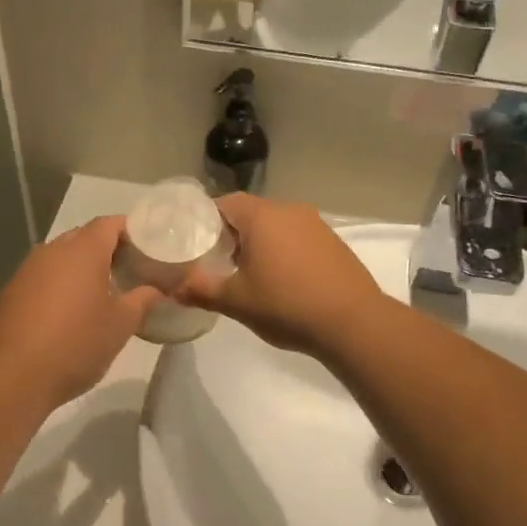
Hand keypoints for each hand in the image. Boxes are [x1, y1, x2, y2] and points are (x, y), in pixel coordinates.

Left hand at [0, 216, 161, 409]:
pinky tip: (68, 312)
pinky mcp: (10, 293)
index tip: (146, 247)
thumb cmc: (76, 344)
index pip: (109, 223)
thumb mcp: (120, 325)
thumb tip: (156, 290)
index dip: (130, 229)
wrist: (12, 377)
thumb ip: (142, 300)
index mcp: (82, 251)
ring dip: (80, 267)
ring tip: (100, 291)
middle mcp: (51, 251)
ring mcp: (26, 271)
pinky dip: (59, 284)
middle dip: (106, 248)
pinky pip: (42, 277)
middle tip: (128, 269)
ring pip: (60, 257)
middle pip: (83, 236)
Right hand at [178, 194, 384, 356]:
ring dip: (260, 243)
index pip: (224, 203)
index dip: (205, 221)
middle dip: (232, 234)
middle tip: (217, 261)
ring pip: (276, 224)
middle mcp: (289, 210)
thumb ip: (201, 290)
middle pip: (250, 212)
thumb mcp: (237, 301)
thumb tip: (173, 289)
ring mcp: (315, 224)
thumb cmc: (286, 306)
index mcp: (261, 216)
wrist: (352, 322)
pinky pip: (297, 237)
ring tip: (248, 273)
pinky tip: (282, 279)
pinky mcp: (333, 241)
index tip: (195, 244)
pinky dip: (284, 250)